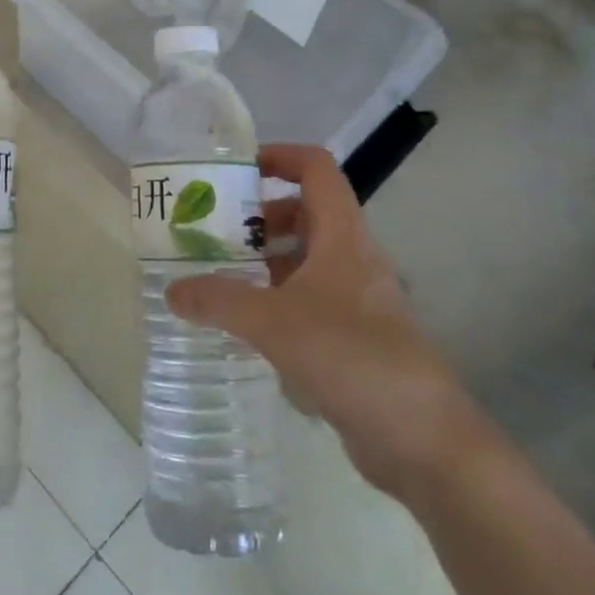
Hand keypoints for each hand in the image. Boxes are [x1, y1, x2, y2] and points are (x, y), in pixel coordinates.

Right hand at [164, 143, 487, 499]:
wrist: (422, 438)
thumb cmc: (350, 356)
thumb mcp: (273, 322)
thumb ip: (219, 300)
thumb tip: (172, 291)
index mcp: (342, 236)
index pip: (316, 169)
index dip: (279, 157)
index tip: (236, 170)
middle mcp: (351, 258)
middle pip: (305, 214)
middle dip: (259, 218)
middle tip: (213, 233)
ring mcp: (355, 300)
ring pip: (305, 261)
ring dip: (264, 262)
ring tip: (218, 277)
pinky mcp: (353, 337)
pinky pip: (307, 301)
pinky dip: (276, 301)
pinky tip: (244, 326)